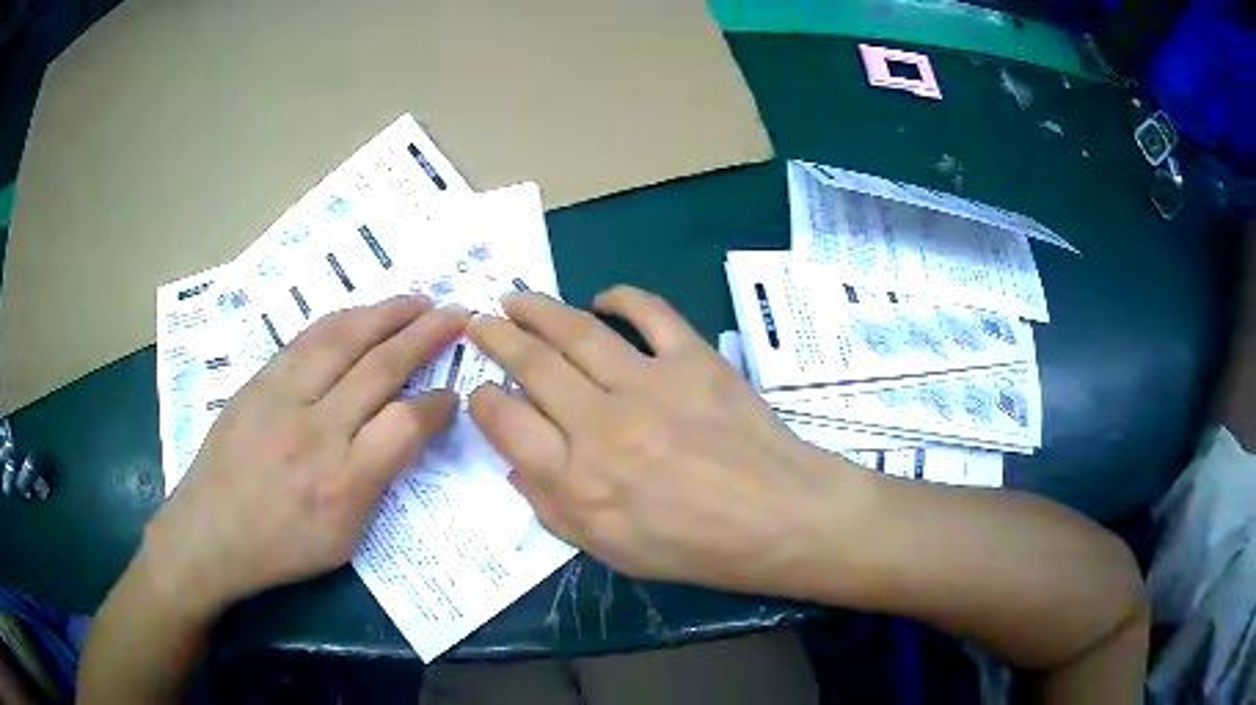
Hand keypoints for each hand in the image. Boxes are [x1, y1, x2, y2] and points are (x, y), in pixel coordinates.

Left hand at [143, 296, 468, 617]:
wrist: (209, 532)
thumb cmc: (280, 548)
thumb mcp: (342, 540)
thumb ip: (376, 484)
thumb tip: (403, 436)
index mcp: (343, 482)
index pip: (406, 425)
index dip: (438, 403)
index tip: (454, 392)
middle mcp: (316, 430)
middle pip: (380, 368)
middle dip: (425, 336)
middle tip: (456, 314)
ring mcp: (282, 398)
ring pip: (343, 340)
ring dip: (386, 314)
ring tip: (417, 300)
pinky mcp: (259, 381)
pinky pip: (307, 340)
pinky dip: (343, 320)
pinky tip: (361, 314)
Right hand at [466, 287, 867, 595]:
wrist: (777, 518)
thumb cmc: (693, 546)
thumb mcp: (609, 550)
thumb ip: (551, 507)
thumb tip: (516, 462)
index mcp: (578, 478)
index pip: (506, 422)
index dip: (484, 399)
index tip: (481, 390)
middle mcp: (603, 423)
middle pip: (533, 365)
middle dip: (496, 338)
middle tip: (479, 321)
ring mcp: (650, 383)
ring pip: (578, 331)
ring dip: (539, 309)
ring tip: (515, 298)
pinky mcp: (693, 359)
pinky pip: (650, 313)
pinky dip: (622, 297)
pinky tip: (601, 297)